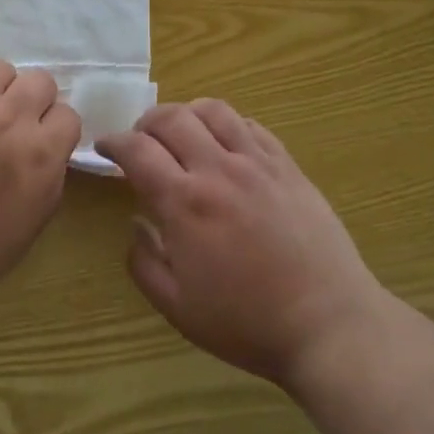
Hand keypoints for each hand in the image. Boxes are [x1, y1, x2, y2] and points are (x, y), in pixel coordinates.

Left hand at [0, 61, 78, 318]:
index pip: (68, 115)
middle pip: (40, 80)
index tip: (40, 142)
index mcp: (42, 154)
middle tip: (12, 124)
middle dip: (32, 100)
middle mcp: (12, 118)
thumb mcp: (31, 225)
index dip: (54, 129)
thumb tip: (46, 154)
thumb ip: (47, 179)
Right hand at [98, 100, 384, 388]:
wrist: (327, 323)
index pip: (137, 150)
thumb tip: (136, 223)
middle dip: (146, 122)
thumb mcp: (178, 308)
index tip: (106, 146)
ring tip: (182, 134)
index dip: (114, 142)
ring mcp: (257, 162)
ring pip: (213, 110)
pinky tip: (225, 145)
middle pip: (172, 117)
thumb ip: (144, 262)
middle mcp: (218, 169)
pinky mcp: (287, 165)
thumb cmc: (247, 323)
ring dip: (187, 114)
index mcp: (185, 202)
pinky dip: (228, 125)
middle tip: (141, 140)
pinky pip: (251, 126)